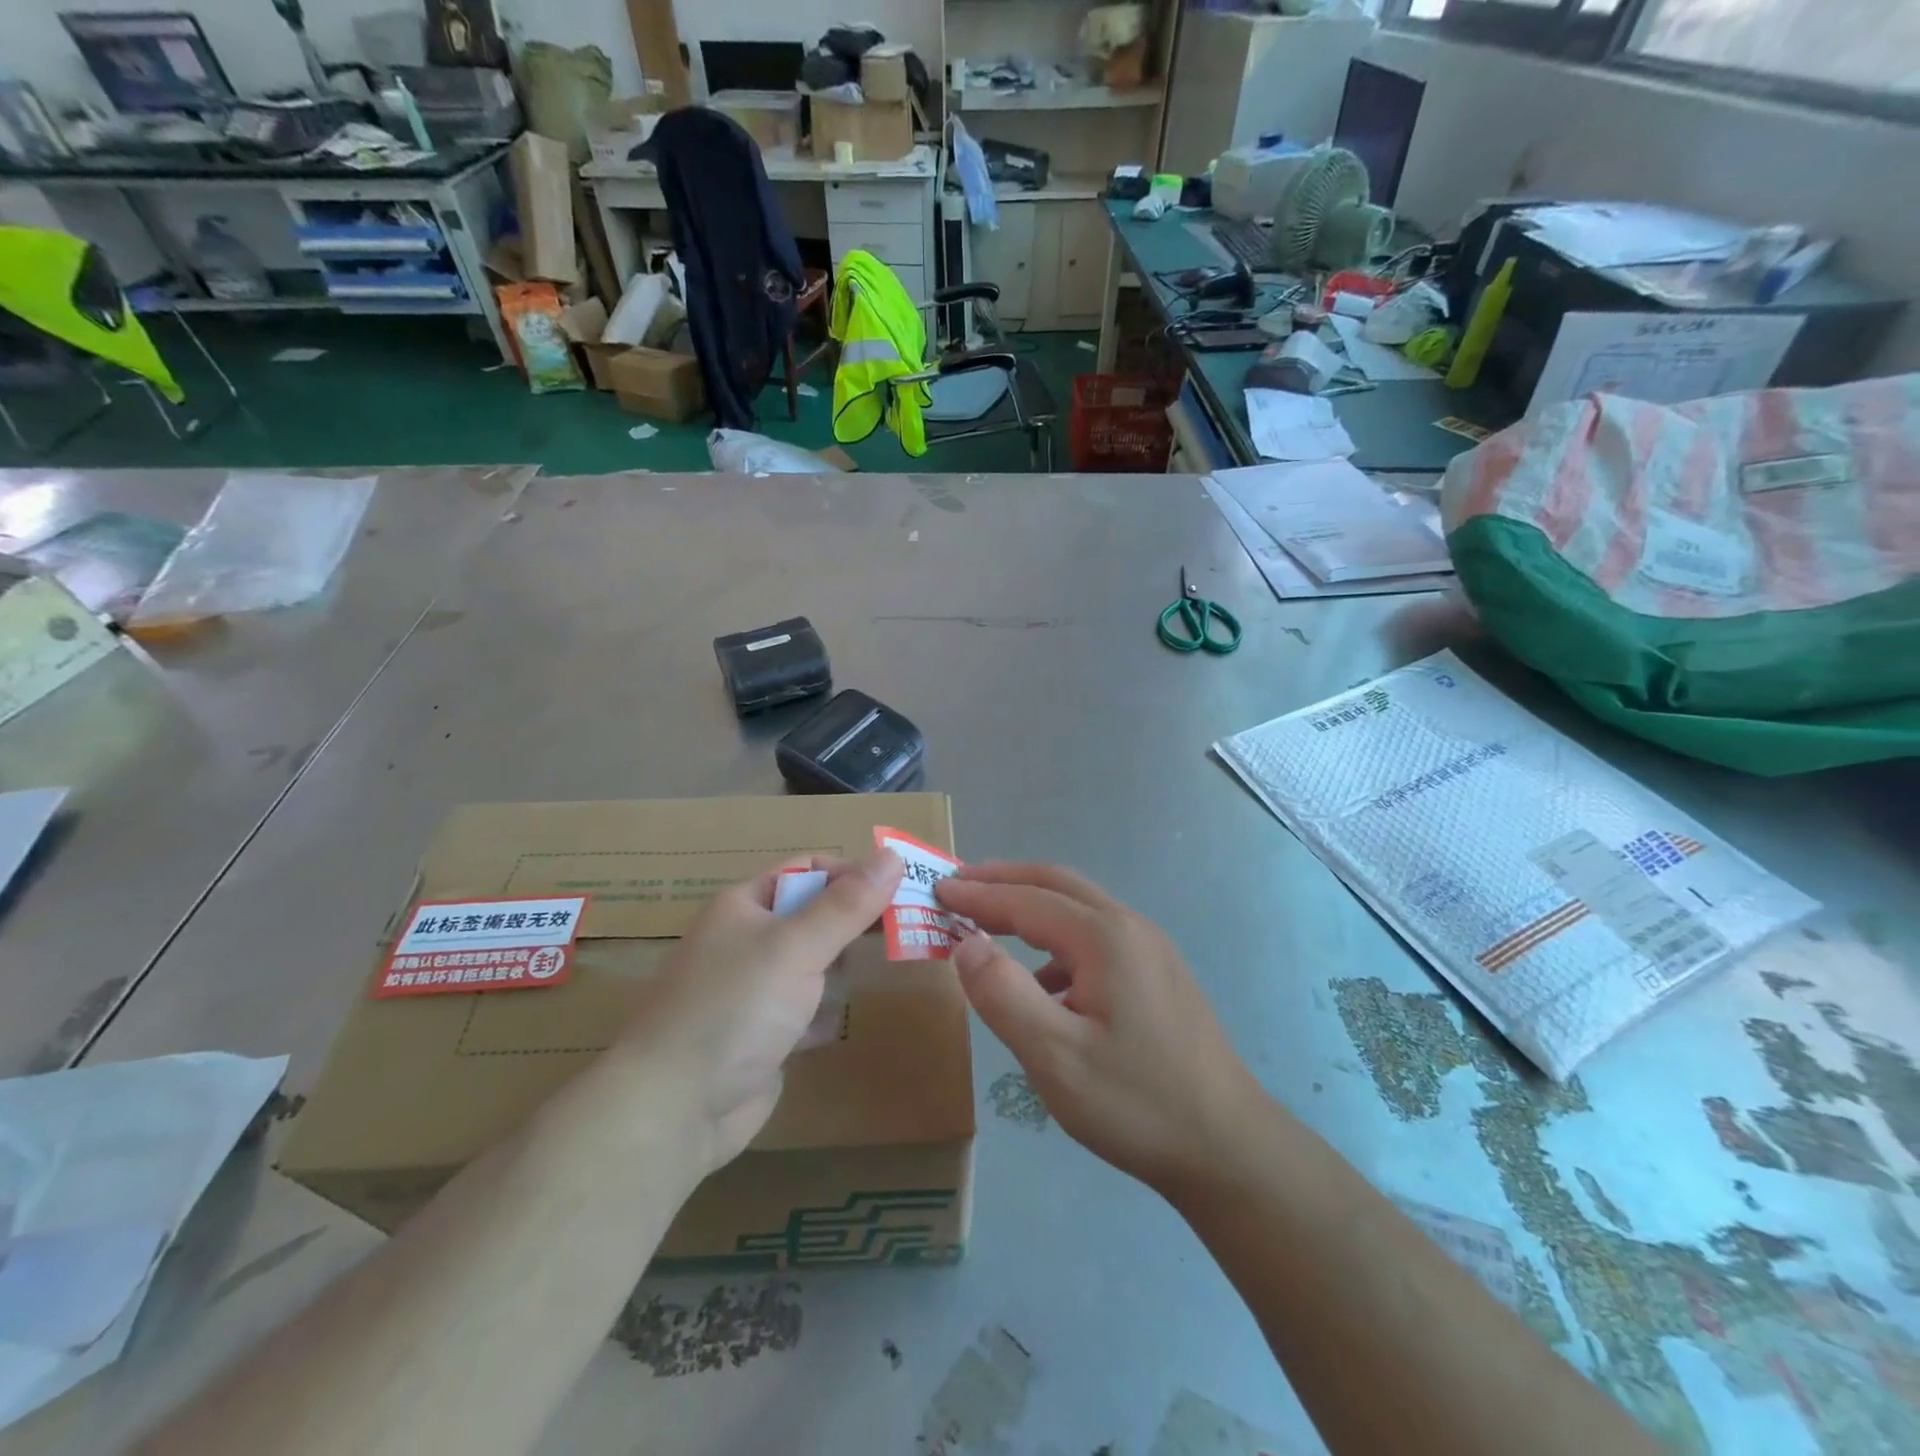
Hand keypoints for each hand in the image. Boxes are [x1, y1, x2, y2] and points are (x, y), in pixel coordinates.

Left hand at [622, 850, 902, 1175]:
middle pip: (816, 917)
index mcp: (745, 905)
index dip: (853, 874)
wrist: (674, 1110)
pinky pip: (806, 1009)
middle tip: (902, 932)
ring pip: (815, 965)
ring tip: (865, 979)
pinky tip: (823, 1030)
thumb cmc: (735, 1008)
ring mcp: (755, 989)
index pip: (809, 870)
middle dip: (853, 926)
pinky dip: (820, 1016)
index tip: (900, 889)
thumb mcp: (796, 946)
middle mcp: (748, 940)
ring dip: (837, 974)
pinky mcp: (763, 1034)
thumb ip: (848, 904)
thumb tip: (892, 854)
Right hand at [935, 863, 1264, 1196]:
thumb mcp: (1055, 1056)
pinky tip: (1044, 982)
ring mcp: (1151, 949)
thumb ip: (1003, 993)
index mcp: (1104, 937)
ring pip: (1080, 908)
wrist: (1230, 1149)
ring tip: (992, 923)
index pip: (1026, 899)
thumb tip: (966, 942)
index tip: (937, 890)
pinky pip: (1097, 938)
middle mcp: (1130, 928)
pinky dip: (1058, 940)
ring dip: (1032, 905)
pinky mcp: (1160, 975)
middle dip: (1005, 880)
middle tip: (959, 886)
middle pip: (1057, 884)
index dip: (978, 895)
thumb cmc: (1136, 1102)